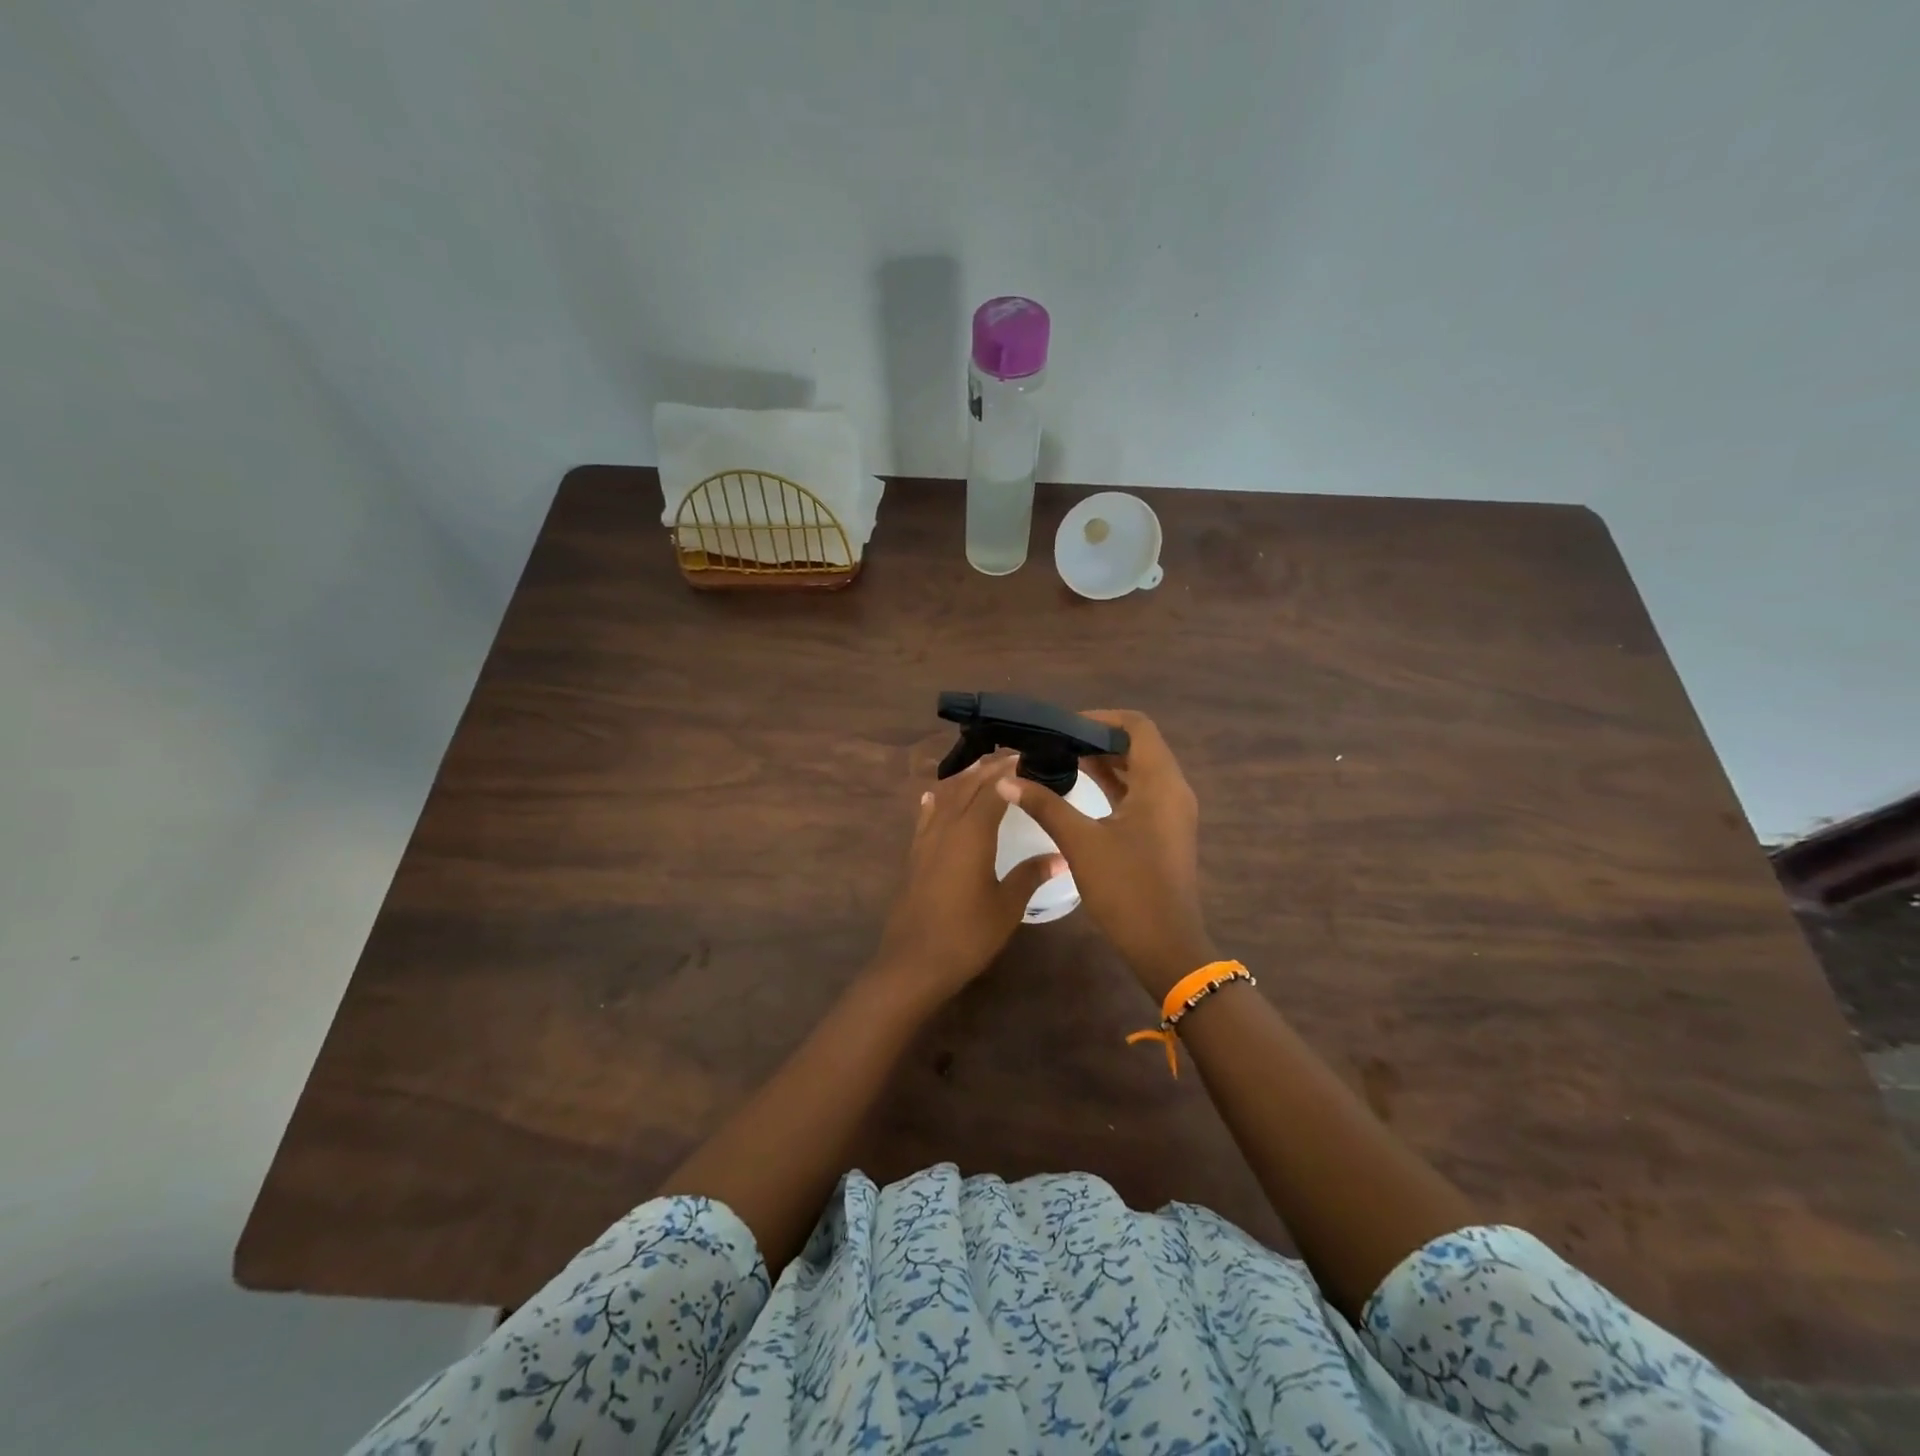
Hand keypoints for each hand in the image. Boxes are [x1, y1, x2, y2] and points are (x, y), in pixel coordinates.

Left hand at [871, 751, 1064, 1004]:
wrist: (915, 962)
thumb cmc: (968, 934)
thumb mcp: (1007, 906)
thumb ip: (1030, 875)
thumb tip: (1061, 856)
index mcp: (972, 833)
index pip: (993, 790)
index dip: (1010, 771)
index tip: (1027, 756)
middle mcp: (947, 827)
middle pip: (967, 786)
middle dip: (988, 769)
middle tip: (1011, 756)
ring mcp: (926, 840)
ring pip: (944, 797)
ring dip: (963, 779)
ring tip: (981, 768)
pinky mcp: (915, 855)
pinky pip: (927, 817)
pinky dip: (935, 801)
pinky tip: (935, 796)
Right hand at [996, 710, 1213, 998]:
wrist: (1165, 946)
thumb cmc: (1127, 889)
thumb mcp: (1081, 843)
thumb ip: (1045, 806)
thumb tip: (1007, 781)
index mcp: (1160, 782)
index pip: (1136, 726)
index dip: (1099, 719)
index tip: (1062, 727)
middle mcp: (1172, 789)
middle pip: (1137, 745)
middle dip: (1096, 739)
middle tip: (1054, 742)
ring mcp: (1171, 811)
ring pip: (1138, 770)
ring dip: (1103, 762)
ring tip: (1059, 759)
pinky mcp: (1164, 830)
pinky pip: (1139, 792)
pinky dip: (1111, 784)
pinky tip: (1078, 788)